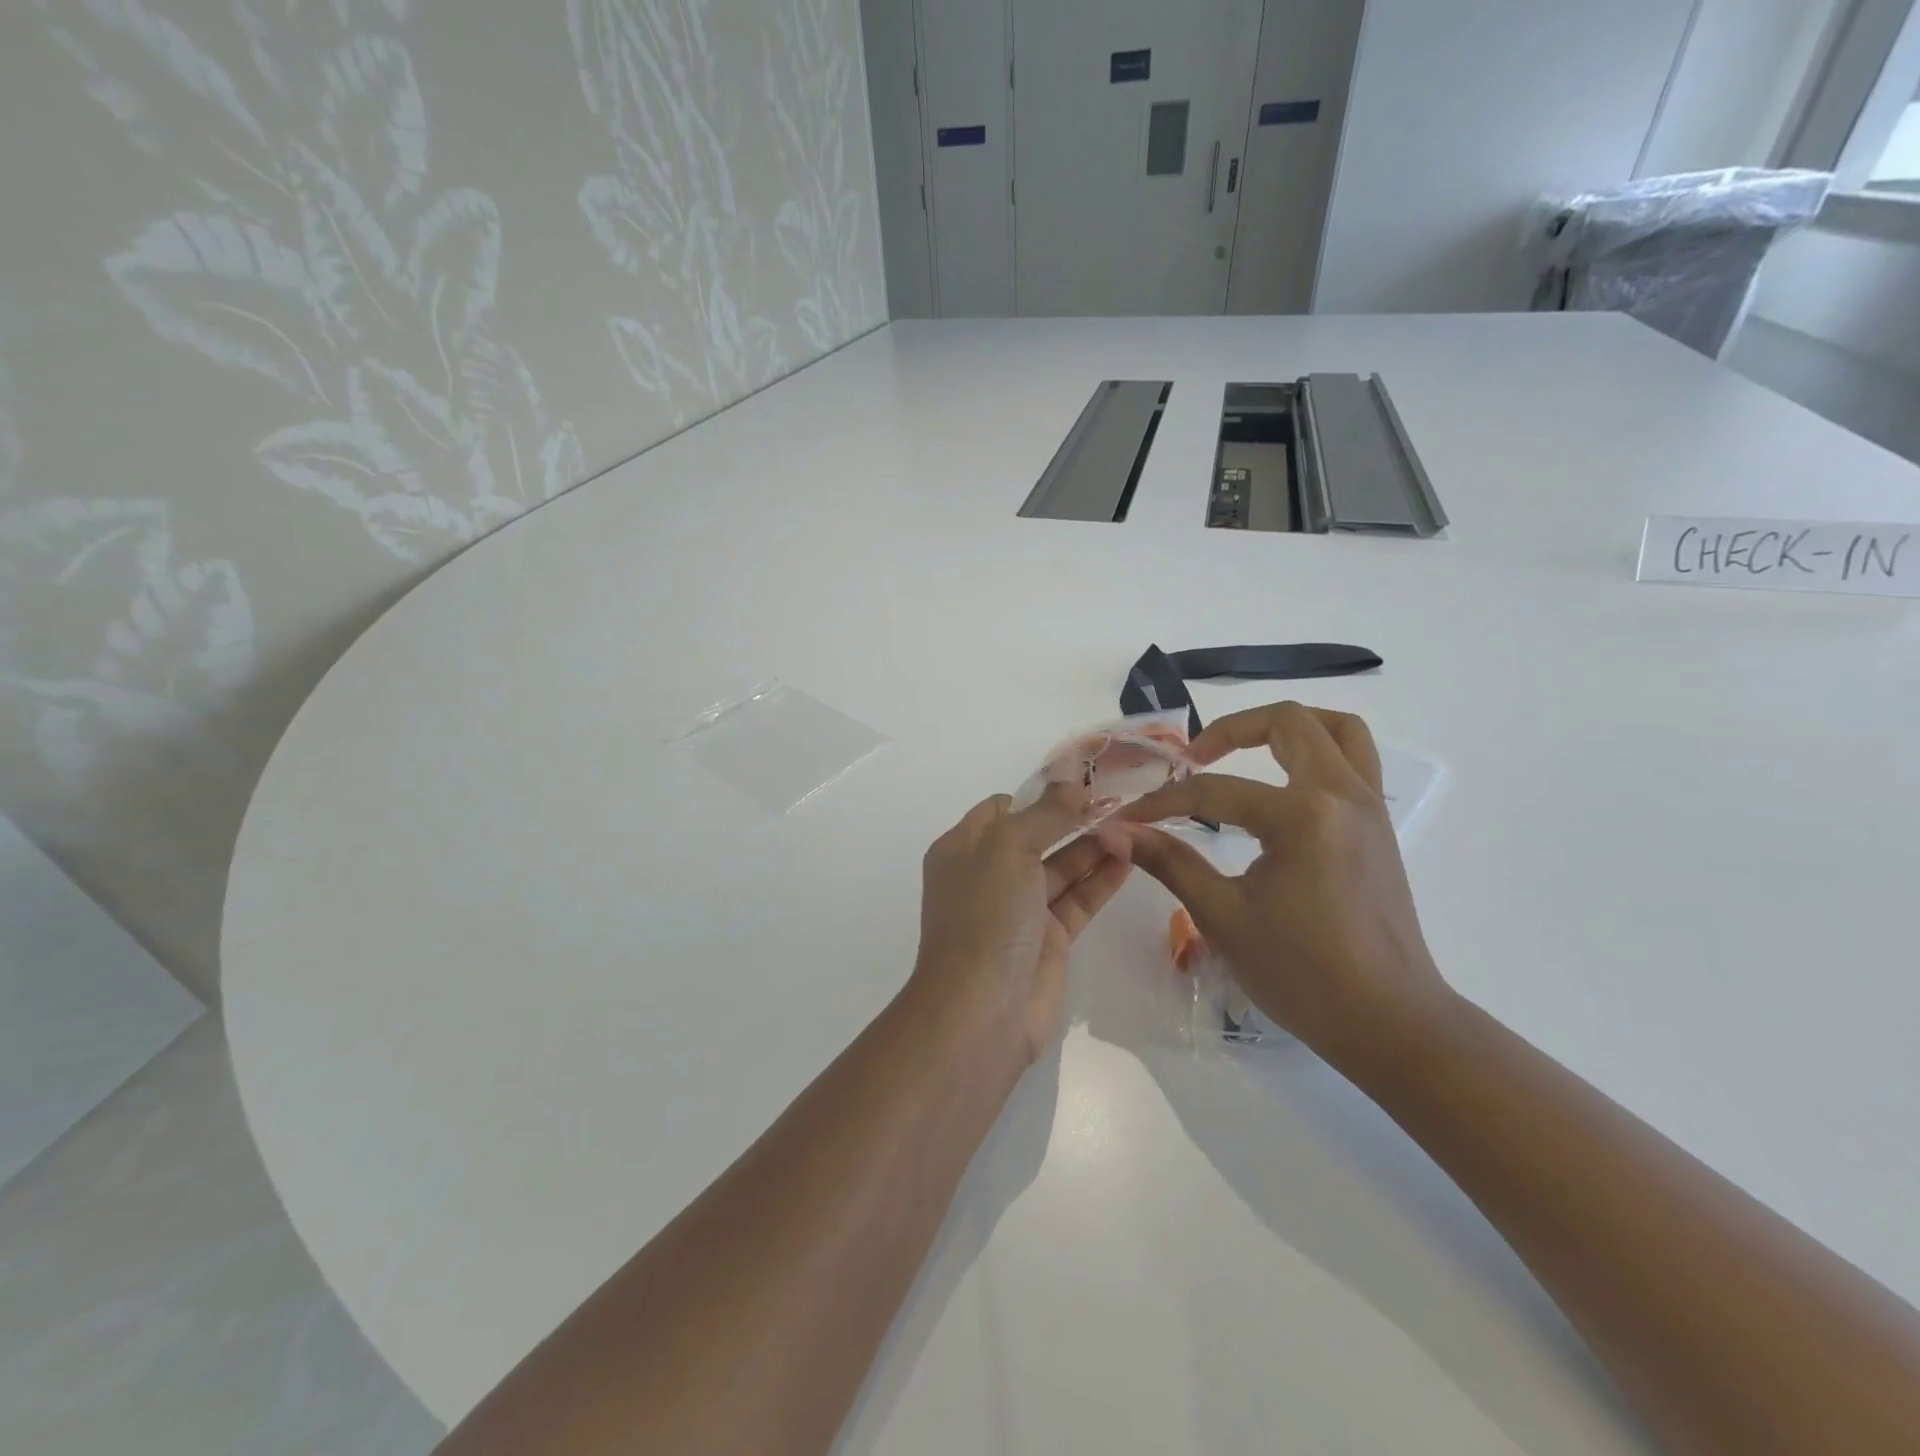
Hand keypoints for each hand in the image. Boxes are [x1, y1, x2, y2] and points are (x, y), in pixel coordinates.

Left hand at [912, 782, 1133, 1064]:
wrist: (982, 1009)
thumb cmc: (986, 915)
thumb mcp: (1008, 848)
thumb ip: (1044, 813)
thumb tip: (1071, 780)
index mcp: (963, 848)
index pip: (1001, 809)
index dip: (1039, 794)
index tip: (1083, 780)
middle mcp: (989, 875)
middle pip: (1036, 835)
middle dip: (1073, 818)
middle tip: (1120, 801)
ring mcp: (1019, 909)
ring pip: (1061, 867)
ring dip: (1093, 846)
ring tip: (1135, 826)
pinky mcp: (1048, 938)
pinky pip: (1077, 899)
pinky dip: (1101, 879)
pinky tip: (1130, 859)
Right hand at [1120, 703, 1452, 1068]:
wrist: (1389, 1023)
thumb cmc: (1302, 975)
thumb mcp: (1223, 917)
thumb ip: (1169, 862)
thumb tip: (1115, 831)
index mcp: (1302, 817)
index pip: (1215, 791)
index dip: (1163, 802)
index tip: (1128, 818)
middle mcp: (1342, 795)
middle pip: (1288, 722)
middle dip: (1231, 730)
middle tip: (1194, 760)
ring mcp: (1369, 807)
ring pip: (1336, 729)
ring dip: (1286, 729)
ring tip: (1245, 753)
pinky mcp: (1379, 826)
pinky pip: (1354, 760)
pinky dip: (1315, 753)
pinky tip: (1280, 788)